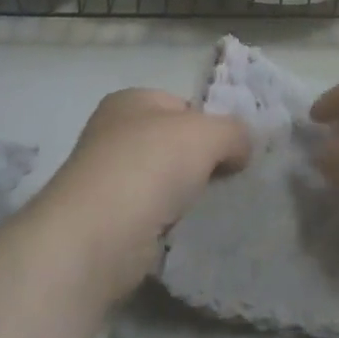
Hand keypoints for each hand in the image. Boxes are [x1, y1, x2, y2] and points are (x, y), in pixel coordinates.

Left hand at [33, 88, 249, 300]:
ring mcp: (106, 179)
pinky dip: (168, 225)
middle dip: (199, 163)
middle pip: (172, 144)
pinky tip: (184, 234)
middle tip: (227, 182)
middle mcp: (112, 134)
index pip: (182, 105)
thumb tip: (242, 148)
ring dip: (184, 197)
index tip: (232, 152)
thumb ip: (234, 132)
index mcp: (130, 101)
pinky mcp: (106, 222)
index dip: (210, 125)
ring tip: (208, 211)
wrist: (96, 236)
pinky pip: (151, 216)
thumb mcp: (207, 134)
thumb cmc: (149, 166)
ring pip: (162, 182)